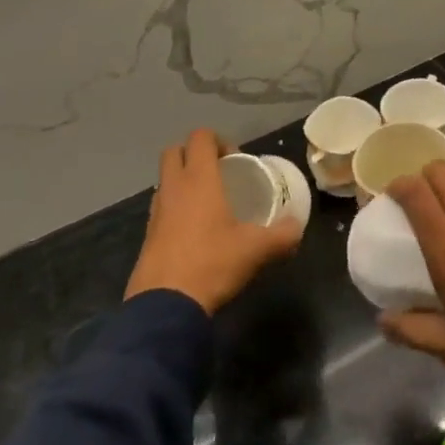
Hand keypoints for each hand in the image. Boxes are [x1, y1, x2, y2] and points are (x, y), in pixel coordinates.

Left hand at [124, 130, 303, 313]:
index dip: (218, 140)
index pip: (200, 137)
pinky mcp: (147, 236)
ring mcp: (155, 212)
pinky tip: (194, 231)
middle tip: (218, 173)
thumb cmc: (212, 264)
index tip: (236, 160)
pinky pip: (161, 207)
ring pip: (165, 180)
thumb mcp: (256, 249)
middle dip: (194, 154)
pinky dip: (175, 208)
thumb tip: (297, 226)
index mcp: (199, 179)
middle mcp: (173, 188)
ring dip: (183, 181)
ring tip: (208, 202)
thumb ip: (282, 235)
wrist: (165, 307)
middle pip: (174, 151)